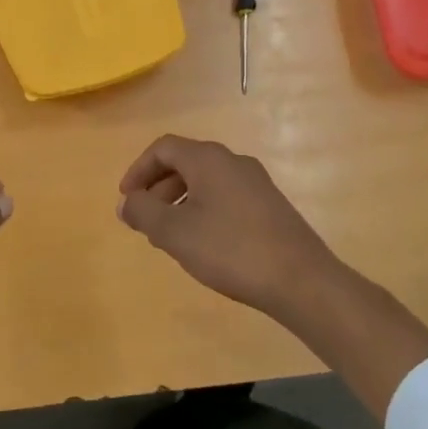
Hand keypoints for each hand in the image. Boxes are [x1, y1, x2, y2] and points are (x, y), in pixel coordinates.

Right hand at [115, 134, 342, 321]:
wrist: (301, 280)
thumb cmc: (230, 249)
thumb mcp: (175, 232)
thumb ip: (143, 212)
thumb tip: (126, 202)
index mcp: (209, 159)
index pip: (163, 148)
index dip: (138, 170)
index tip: (127, 200)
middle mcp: (233, 162)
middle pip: (184, 163)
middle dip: (157, 188)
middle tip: (144, 220)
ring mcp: (256, 183)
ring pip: (205, 182)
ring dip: (179, 202)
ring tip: (169, 236)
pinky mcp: (269, 206)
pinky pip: (224, 197)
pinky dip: (202, 211)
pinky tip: (202, 243)